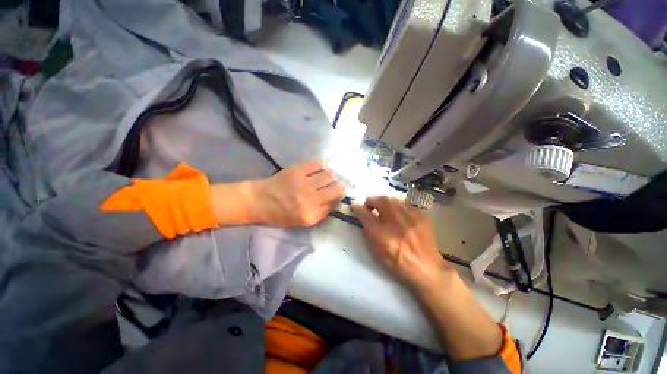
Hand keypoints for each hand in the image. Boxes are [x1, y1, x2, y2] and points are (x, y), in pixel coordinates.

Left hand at [251, 160, 345, 226]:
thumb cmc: (281, 214)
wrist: (259, 201)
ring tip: (326, 176)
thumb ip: (322, 212)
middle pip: (336, 187)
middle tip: (334, 184)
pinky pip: (318, 163)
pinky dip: (323, 165)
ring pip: (329, 175)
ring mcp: (303, 183)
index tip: (339, 192)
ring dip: (331, 175)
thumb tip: (336, 199)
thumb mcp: (304, 221)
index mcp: (311, 214)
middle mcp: (310, 199)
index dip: (340, 195)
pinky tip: (321, 168)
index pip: (335, 201)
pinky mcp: (297, 170)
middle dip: (339, 185)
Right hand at [352, 196, 452, 289]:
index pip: (363, 212)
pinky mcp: (420, 214)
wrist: (425, 268)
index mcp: (380, 232)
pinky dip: (398, 205)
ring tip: (385, 210)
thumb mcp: (375, 250)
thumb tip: (362, 216)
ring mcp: (409, 215)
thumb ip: (366, 231)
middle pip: (379, 199)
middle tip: (371, 207)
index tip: (354, 205)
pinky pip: (405, 202)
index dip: (357, 206)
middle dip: (371, 200)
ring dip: (384, 202)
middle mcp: (394, 220)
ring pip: (392, 198)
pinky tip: (400, 213)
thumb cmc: (397, 262)